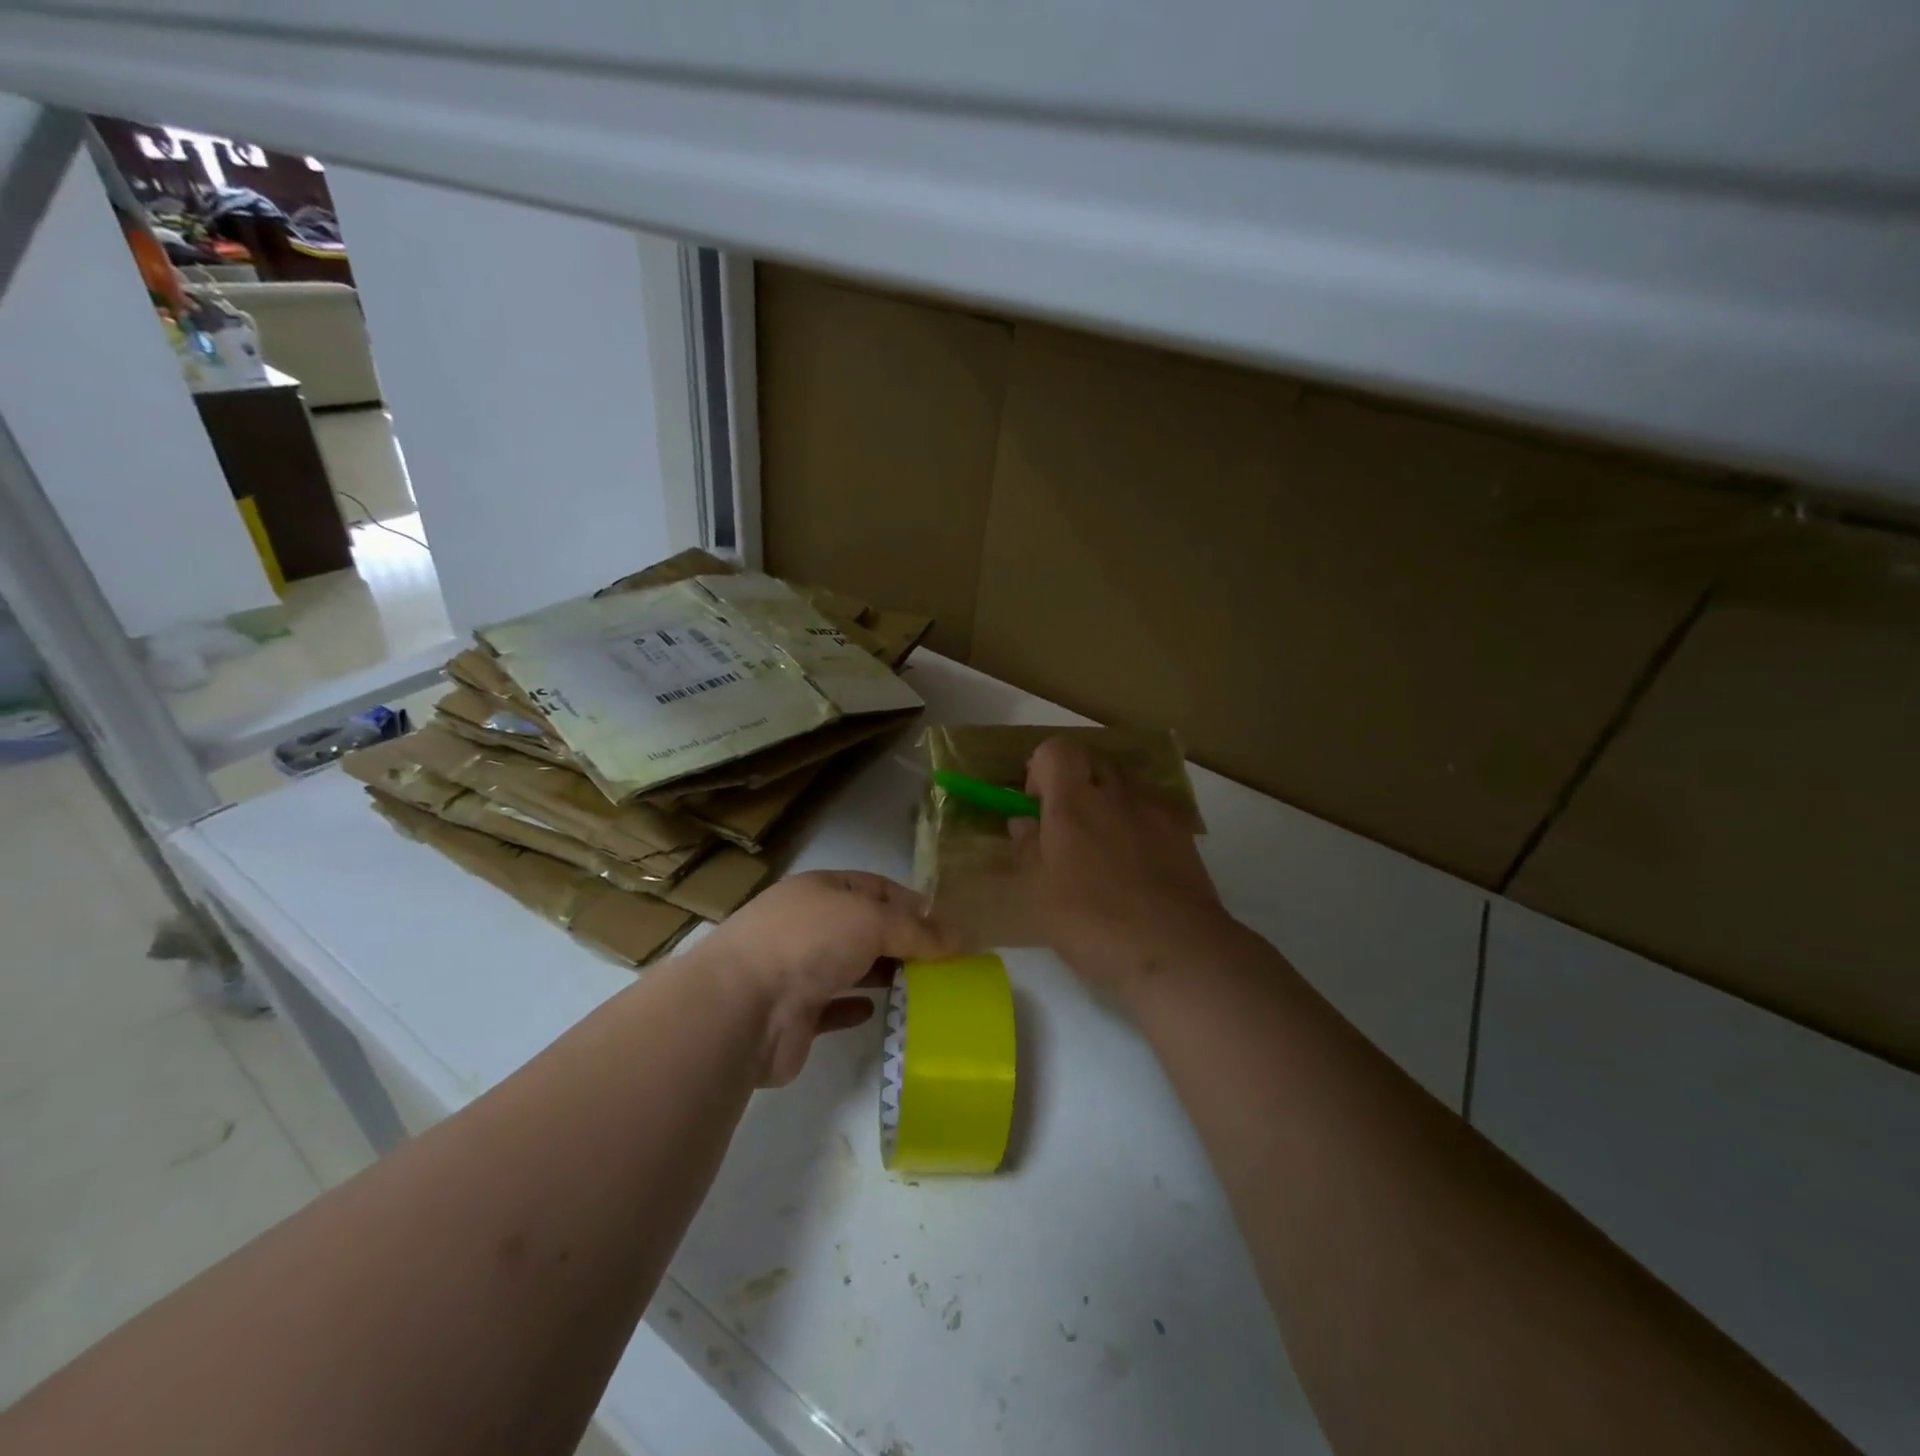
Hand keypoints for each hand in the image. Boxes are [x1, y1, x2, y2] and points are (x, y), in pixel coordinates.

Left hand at [693, 870, 952, 1085]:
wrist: (741, 1007)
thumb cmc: (810, 943)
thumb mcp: (872, 919)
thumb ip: (916, 930)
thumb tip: (957, 939)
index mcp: (821, 890)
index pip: (876, 887)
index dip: (913, 904)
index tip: (947, 928)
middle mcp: (808, 924)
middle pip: (865, 928)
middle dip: (902, 942)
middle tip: (943, 964)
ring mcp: (797, 970)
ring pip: (850, 967)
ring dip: (882, 974)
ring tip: (922, 989)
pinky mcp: (793, 1015)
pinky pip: (831, 1007)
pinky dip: (854, 1007)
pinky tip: (875, 1012)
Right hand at [1013, 736, 1233, 1002]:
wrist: (1176, 949)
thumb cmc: (1094, 922)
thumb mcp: (1041, 894)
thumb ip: (1028, 851)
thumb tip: (1023, 823)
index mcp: (1074, 802)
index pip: (1056, 750)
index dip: (1041, 769)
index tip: (1037, 806)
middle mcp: (1116, 793)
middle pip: (1092, 761)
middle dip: (1075, 783)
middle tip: (1066, 826)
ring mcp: (1154, 810)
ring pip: (1125, 784)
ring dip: (1108, 801)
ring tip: (1102, 846)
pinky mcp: (1183, 833)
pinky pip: (1153, 810)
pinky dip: (1138, 822)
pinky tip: (1136, 862)